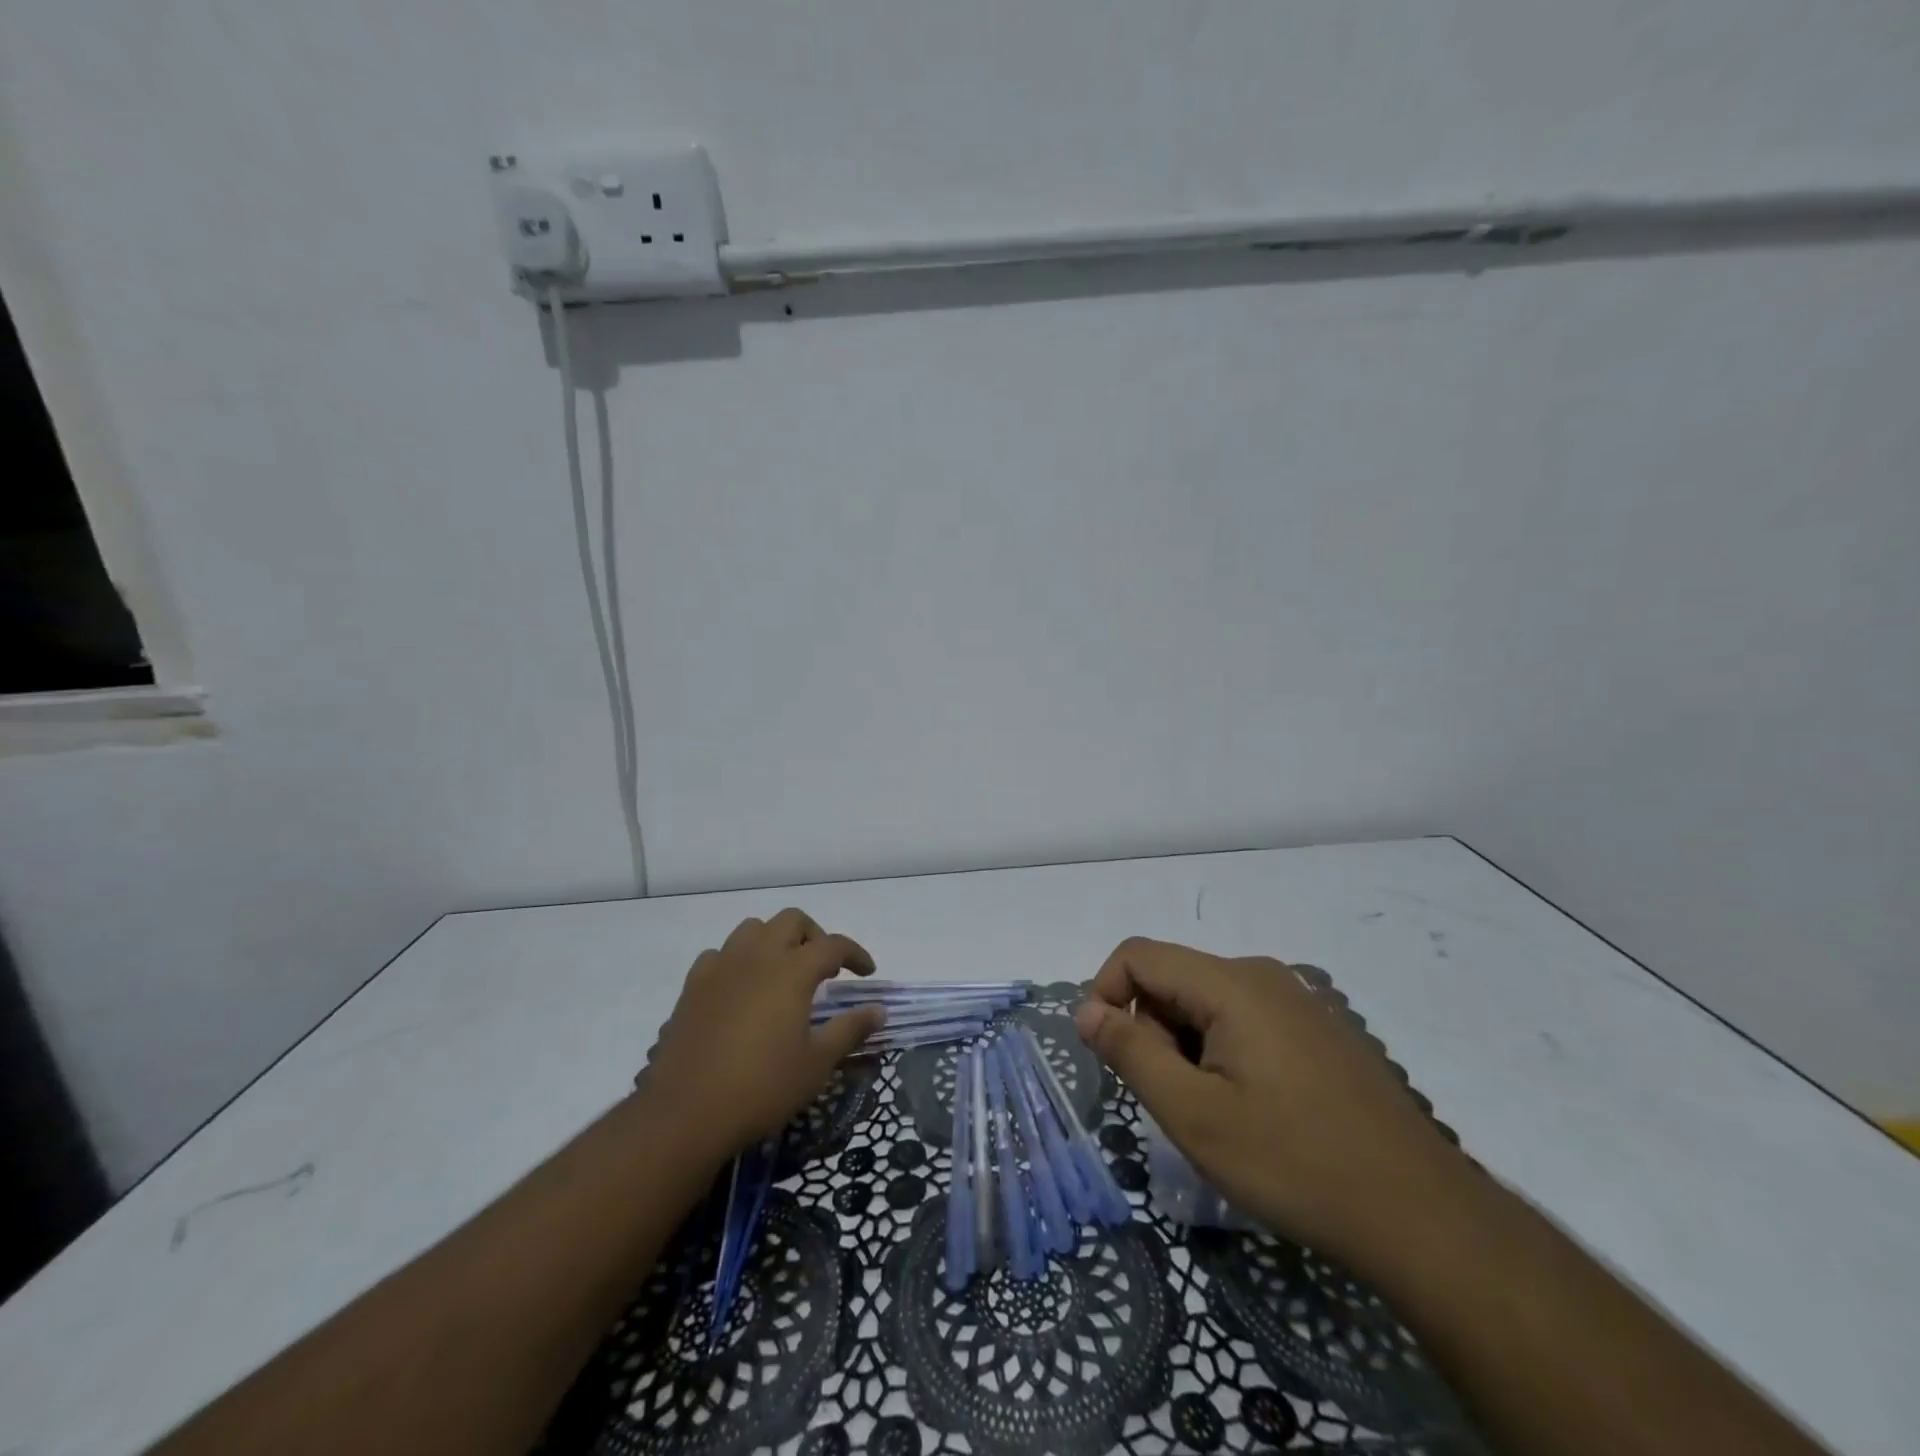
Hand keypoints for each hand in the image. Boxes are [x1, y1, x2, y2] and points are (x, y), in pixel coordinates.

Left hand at [643, 909, 882, 1158]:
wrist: (685, 1113)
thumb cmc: (761, 1087)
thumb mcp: (816, 1064)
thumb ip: (850, 1029)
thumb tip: (878, 1010)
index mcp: (792, 970)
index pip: (833, 945)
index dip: (855, 954)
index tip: (866, 972)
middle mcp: (757, 956)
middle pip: (792, 921)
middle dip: (814, 936)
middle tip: (824, 970)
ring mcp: (721, 967)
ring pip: (753, 929)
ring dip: (774, 941)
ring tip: (782, 973)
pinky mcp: (692, 986)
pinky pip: (720, 954)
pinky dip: (738, 961)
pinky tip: (741, 989)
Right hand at [1075, 938, 1463, 1263]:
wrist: (1422, 1215)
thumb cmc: (1295, 1162)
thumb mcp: (1194, 1115)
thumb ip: (1130, 1053)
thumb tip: (1085, 1009)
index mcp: (1231, 983)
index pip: (1138, 955)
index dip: (1105, 993)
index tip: (1109, 1055)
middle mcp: (1263, 975)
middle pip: (1174, 979)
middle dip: (1152, 1029)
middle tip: (1174, 1100)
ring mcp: (1297, 1000)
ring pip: (1207, 1002)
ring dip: (1187, 1046)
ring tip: (1216, 1113)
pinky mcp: (1318, 1029)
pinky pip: (1245, 1019)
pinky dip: (1223, 1051)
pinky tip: (1254, 1110)